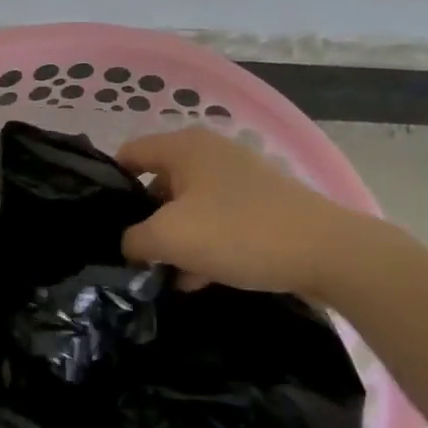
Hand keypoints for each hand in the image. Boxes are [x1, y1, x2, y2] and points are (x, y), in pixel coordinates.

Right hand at [117, 126, 384, 299]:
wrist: (327, 253)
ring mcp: (237, 178)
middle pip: (157, 182)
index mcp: (184, 147)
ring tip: (163, 276)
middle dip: (144, 220)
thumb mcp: (170, 238)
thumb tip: (129, 247)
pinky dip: (203, 245)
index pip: (129, 154)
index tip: (101, 223)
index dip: (110, 186)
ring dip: (174, 239)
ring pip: (187, 206)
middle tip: (132, 255)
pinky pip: (216, 221)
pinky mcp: (259, 204)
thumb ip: (134, 241)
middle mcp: (208, 153)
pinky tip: (196, 280)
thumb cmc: (239, 233)